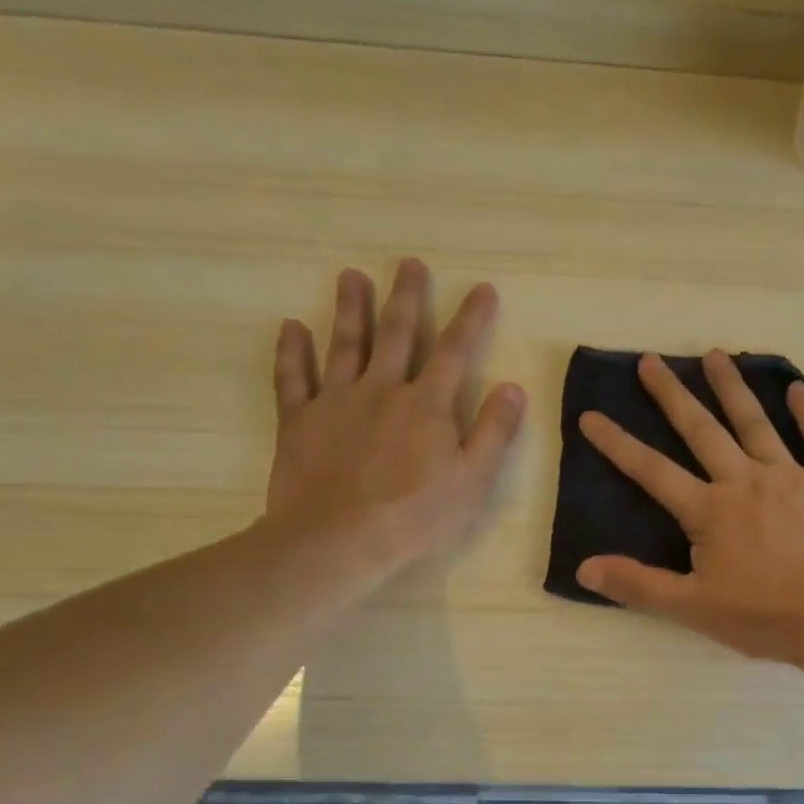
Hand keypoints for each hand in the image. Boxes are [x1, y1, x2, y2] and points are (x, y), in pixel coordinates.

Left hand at [264, 258, 523, 583]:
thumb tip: (513, 386)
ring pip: (344, 345)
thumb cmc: (415, 514)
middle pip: (396, 334)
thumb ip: (495, 431)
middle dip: (406, 297)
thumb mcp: (473, 479)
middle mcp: (382, 390)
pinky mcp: (299, 421)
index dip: (471, 318)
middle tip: (409, 264)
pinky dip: (292, 352)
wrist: (339, 540)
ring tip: (351, 277)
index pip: (454, 350)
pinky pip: (293, 379)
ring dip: (349, 309)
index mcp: (428, 404)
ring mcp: (336, 402)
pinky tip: (291, 327)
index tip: (482, 288)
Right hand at [577, 351, 803, 662]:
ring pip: (755, 423)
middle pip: (701, 430)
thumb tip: (584, 568)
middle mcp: (744, 480)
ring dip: (732, 388)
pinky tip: (798, 388)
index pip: (652, 471)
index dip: (618, 444)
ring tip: (714, 355)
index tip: (591, 416)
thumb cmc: (762, 615)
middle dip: (672, 395)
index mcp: (709, 510)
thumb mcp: (692, 607)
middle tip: (650, 361)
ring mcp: (789, 476)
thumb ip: (638, 585)